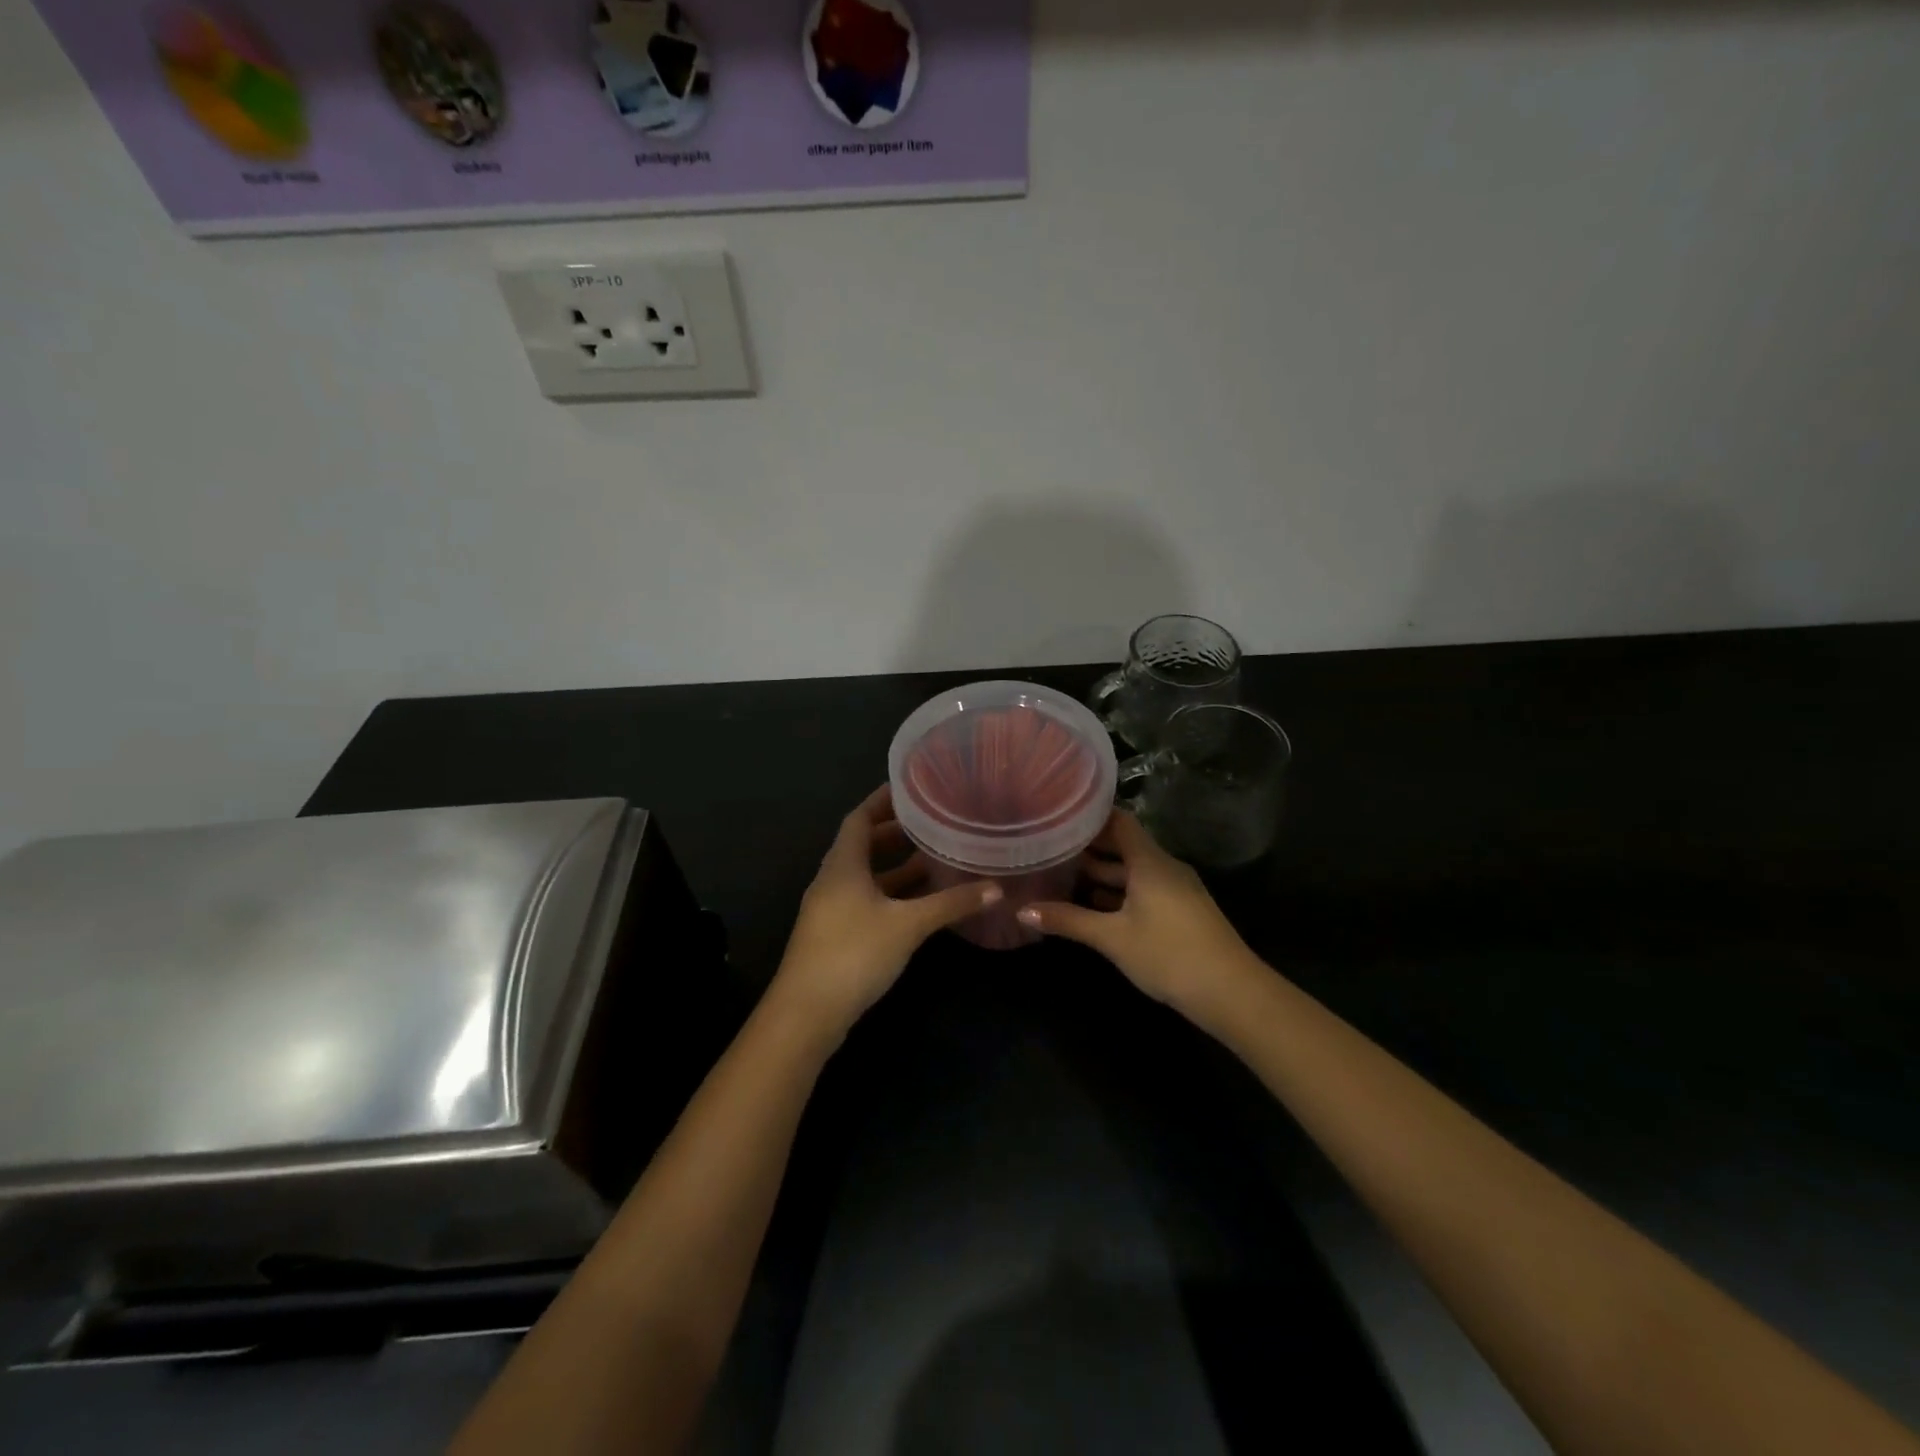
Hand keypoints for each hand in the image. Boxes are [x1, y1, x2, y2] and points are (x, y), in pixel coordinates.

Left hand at [770, 786, 1000, 1039]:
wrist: (806, 1013)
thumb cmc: (854, 953)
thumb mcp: (908, 925)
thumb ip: (951, 903)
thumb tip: (996, 887)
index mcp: (843, 865)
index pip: (859, 818)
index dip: (882, 800)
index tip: (912, 788)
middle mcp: (833, 880)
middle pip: (863, 845)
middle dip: (895, 833)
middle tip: (932, 822)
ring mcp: (832, 909)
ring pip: (867, 876)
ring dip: (896, 867)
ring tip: (934, 858)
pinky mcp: (836, 935)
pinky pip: (867, 900)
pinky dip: (892, 894)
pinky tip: (920, 903)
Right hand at [1017, 809, 1259, 1023]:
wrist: (1232, 992)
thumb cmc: (1168, 954)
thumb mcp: (1112, 937)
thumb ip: (1068, 921)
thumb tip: (1022, 911)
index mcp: (1149, 861)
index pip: (1119, 821)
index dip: (1090, 816)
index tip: (1059, 814)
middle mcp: (1164, 867)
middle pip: (1124, 846)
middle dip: (1089, 847)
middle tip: (1051, 846)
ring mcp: (1176, 890)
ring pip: (1133, 871)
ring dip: (1103, 874)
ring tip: (1063, 875)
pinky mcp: (1182, 911)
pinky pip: (1144, 889)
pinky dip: (1119, 892)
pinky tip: (1094, 907)